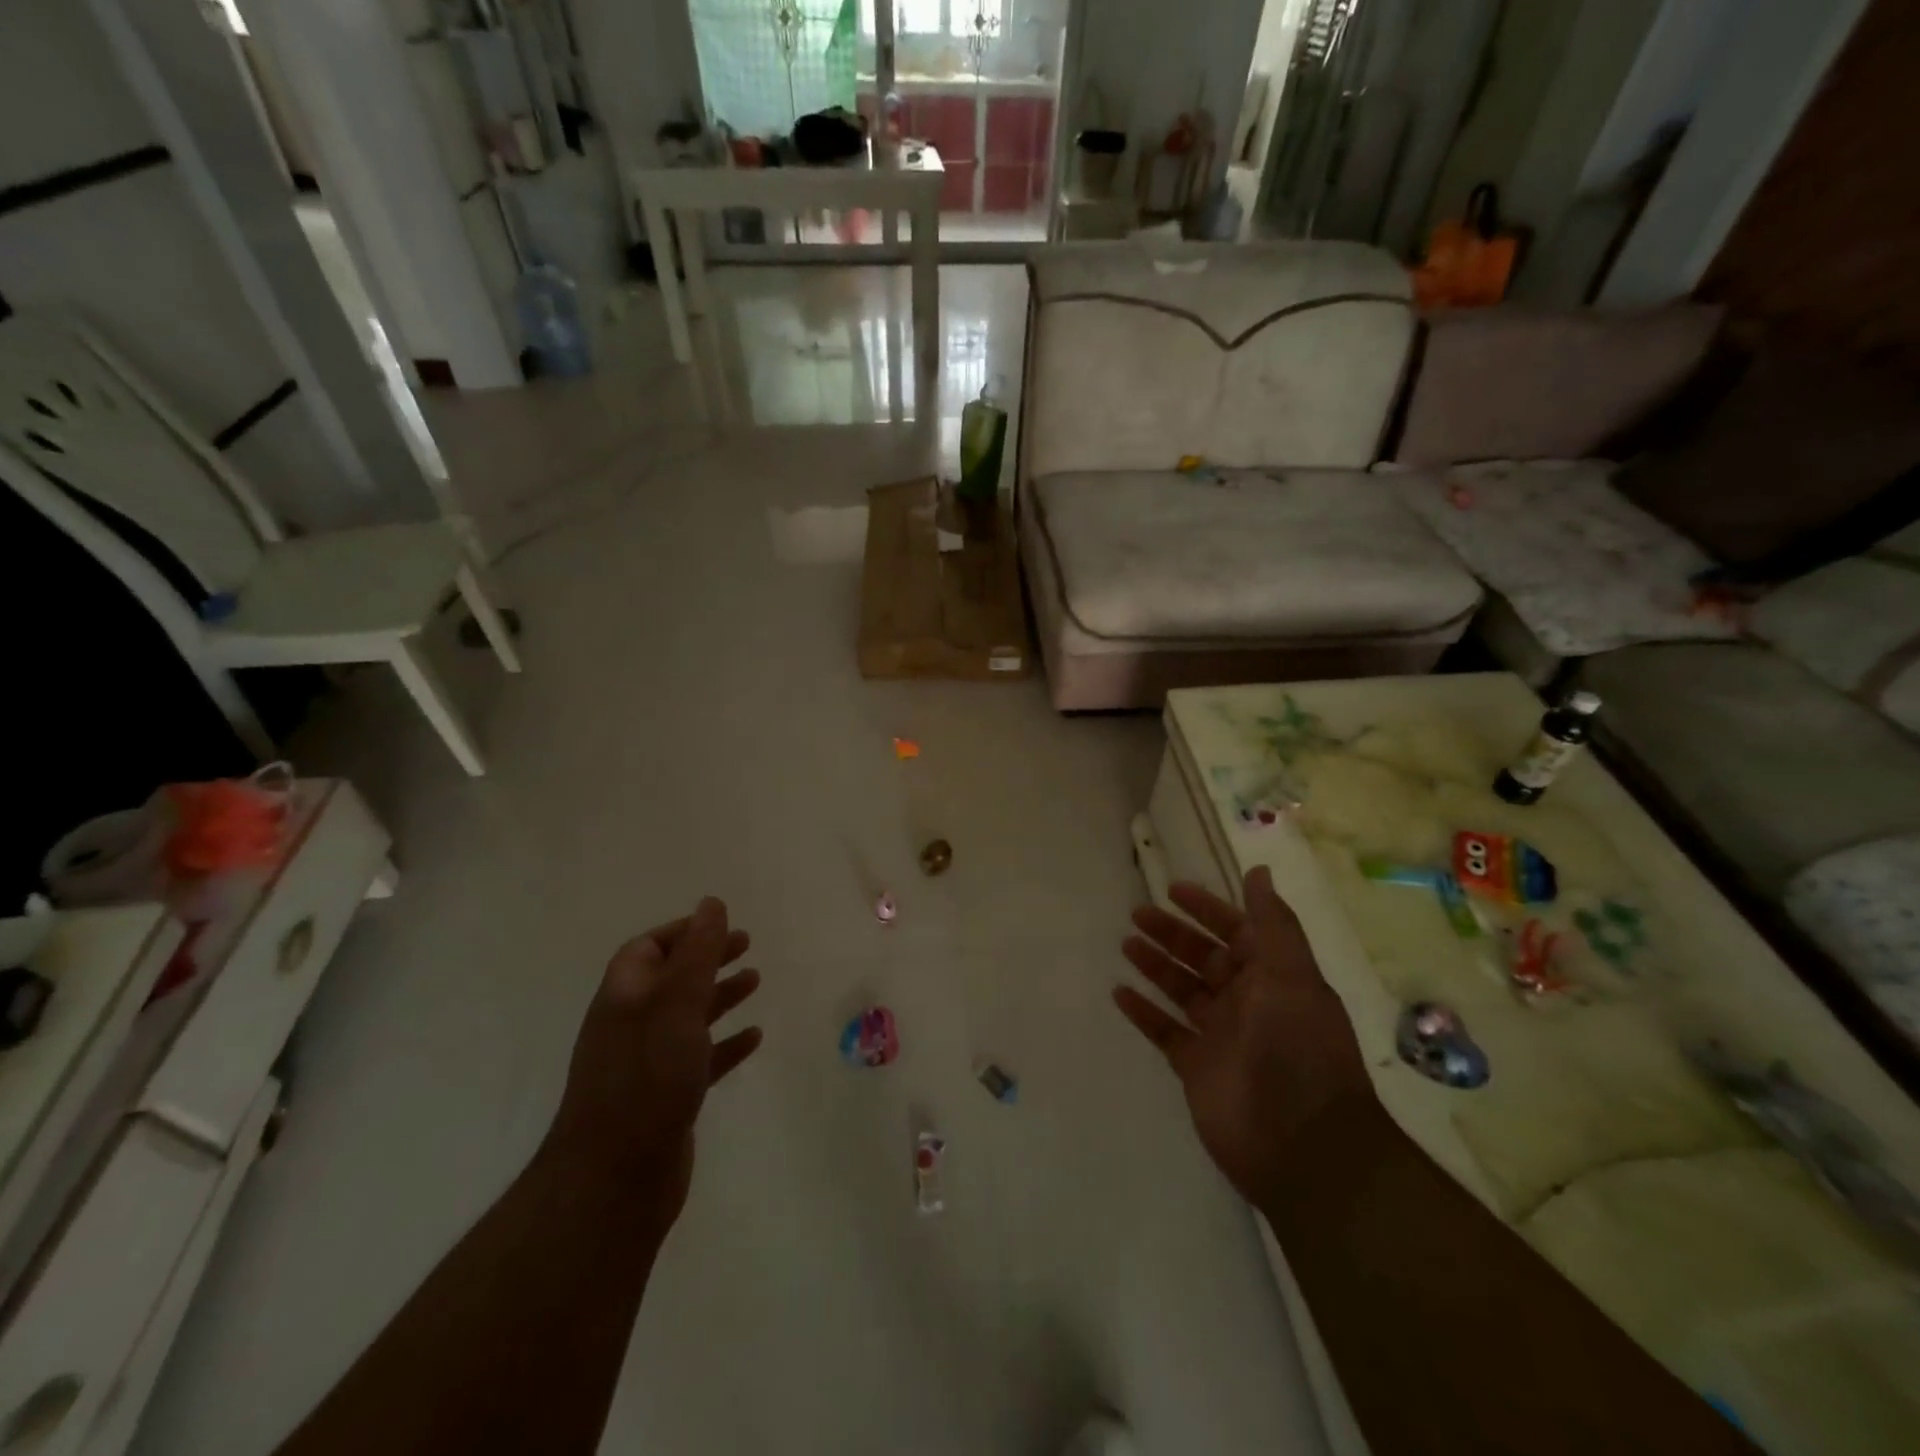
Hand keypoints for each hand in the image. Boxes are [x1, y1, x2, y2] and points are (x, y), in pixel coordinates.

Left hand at [544, 898, 762, 1223]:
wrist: (615, 1179)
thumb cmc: (647, 1077)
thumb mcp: (676, 1004)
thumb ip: (697, 952)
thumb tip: (711, 903)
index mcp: (625, 997)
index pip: (647, 949)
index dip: (682, 932)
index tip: (720, 924)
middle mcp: (632, 1025)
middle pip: (671, 978)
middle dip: (707, 958)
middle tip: (746, 944)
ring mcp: (647, 1064)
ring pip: (688, 1017)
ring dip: (720, 996)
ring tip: (755, 981)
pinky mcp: (666, 1097)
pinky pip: (700, 1058)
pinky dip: (726, 1043)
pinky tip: (754, 1038)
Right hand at [1115, 867, 1374, 1202]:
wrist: (1303, 1145)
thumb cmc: (1299, 1049)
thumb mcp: (1292, 976)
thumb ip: (1273, 924)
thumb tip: (1258, 871)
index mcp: (1274, 977)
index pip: (1237, 931)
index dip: (1208, 909)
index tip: (1172, 890)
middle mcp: (1247, 1001)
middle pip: (1203, 957)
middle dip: (1172, 934)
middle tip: (1137, 914)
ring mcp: (1220, 1036)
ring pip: (1181, 990)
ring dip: (1155, 965)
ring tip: (1126, 944)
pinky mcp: (1196, 1067)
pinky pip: (1165, 1031)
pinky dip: (1143, 1012)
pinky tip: (1119, 993)